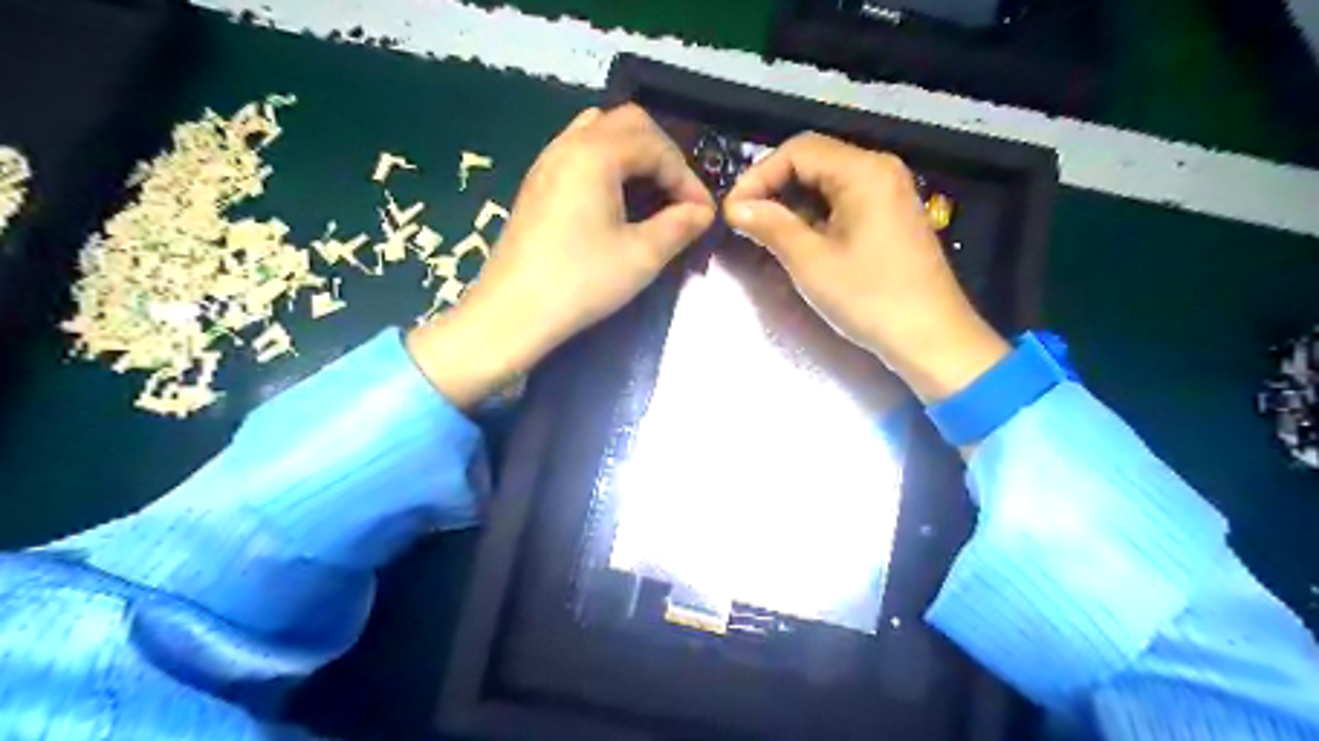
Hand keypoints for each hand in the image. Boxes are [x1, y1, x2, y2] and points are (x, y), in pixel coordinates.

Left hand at [412, 103, 715, 406]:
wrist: (513, 313)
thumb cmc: (580, 282)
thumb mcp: (641, 256)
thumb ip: (679, 226)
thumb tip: (703, 212)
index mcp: (596, 154)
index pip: (656, 146)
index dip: (686, 177)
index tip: (702, 213)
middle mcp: (568, 145)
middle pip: (627, 123)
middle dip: (661, 154)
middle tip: (678, 195)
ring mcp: (547, 162)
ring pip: (599, 132)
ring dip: (632, 154)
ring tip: (649, 193)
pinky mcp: (536, 185)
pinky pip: (578, 152)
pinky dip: (607, 163)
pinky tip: (614, 201)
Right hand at [725, 132, 1006, 398]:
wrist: (930, 337)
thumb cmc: (870, 298)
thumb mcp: (812, 262)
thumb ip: (771, 226)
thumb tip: (734, 207)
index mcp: (864, 171)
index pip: (798, 151)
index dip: (758, 175)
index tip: (733, 210)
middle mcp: (879, 170)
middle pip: (814, 161)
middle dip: (773, 187)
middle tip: (745, 221)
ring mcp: (889, 192)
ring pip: (827, 182)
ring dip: (792, 202)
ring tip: (765, 233)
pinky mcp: (890, 216)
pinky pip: (844, 201)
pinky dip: (815, 214)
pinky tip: (798, 240)